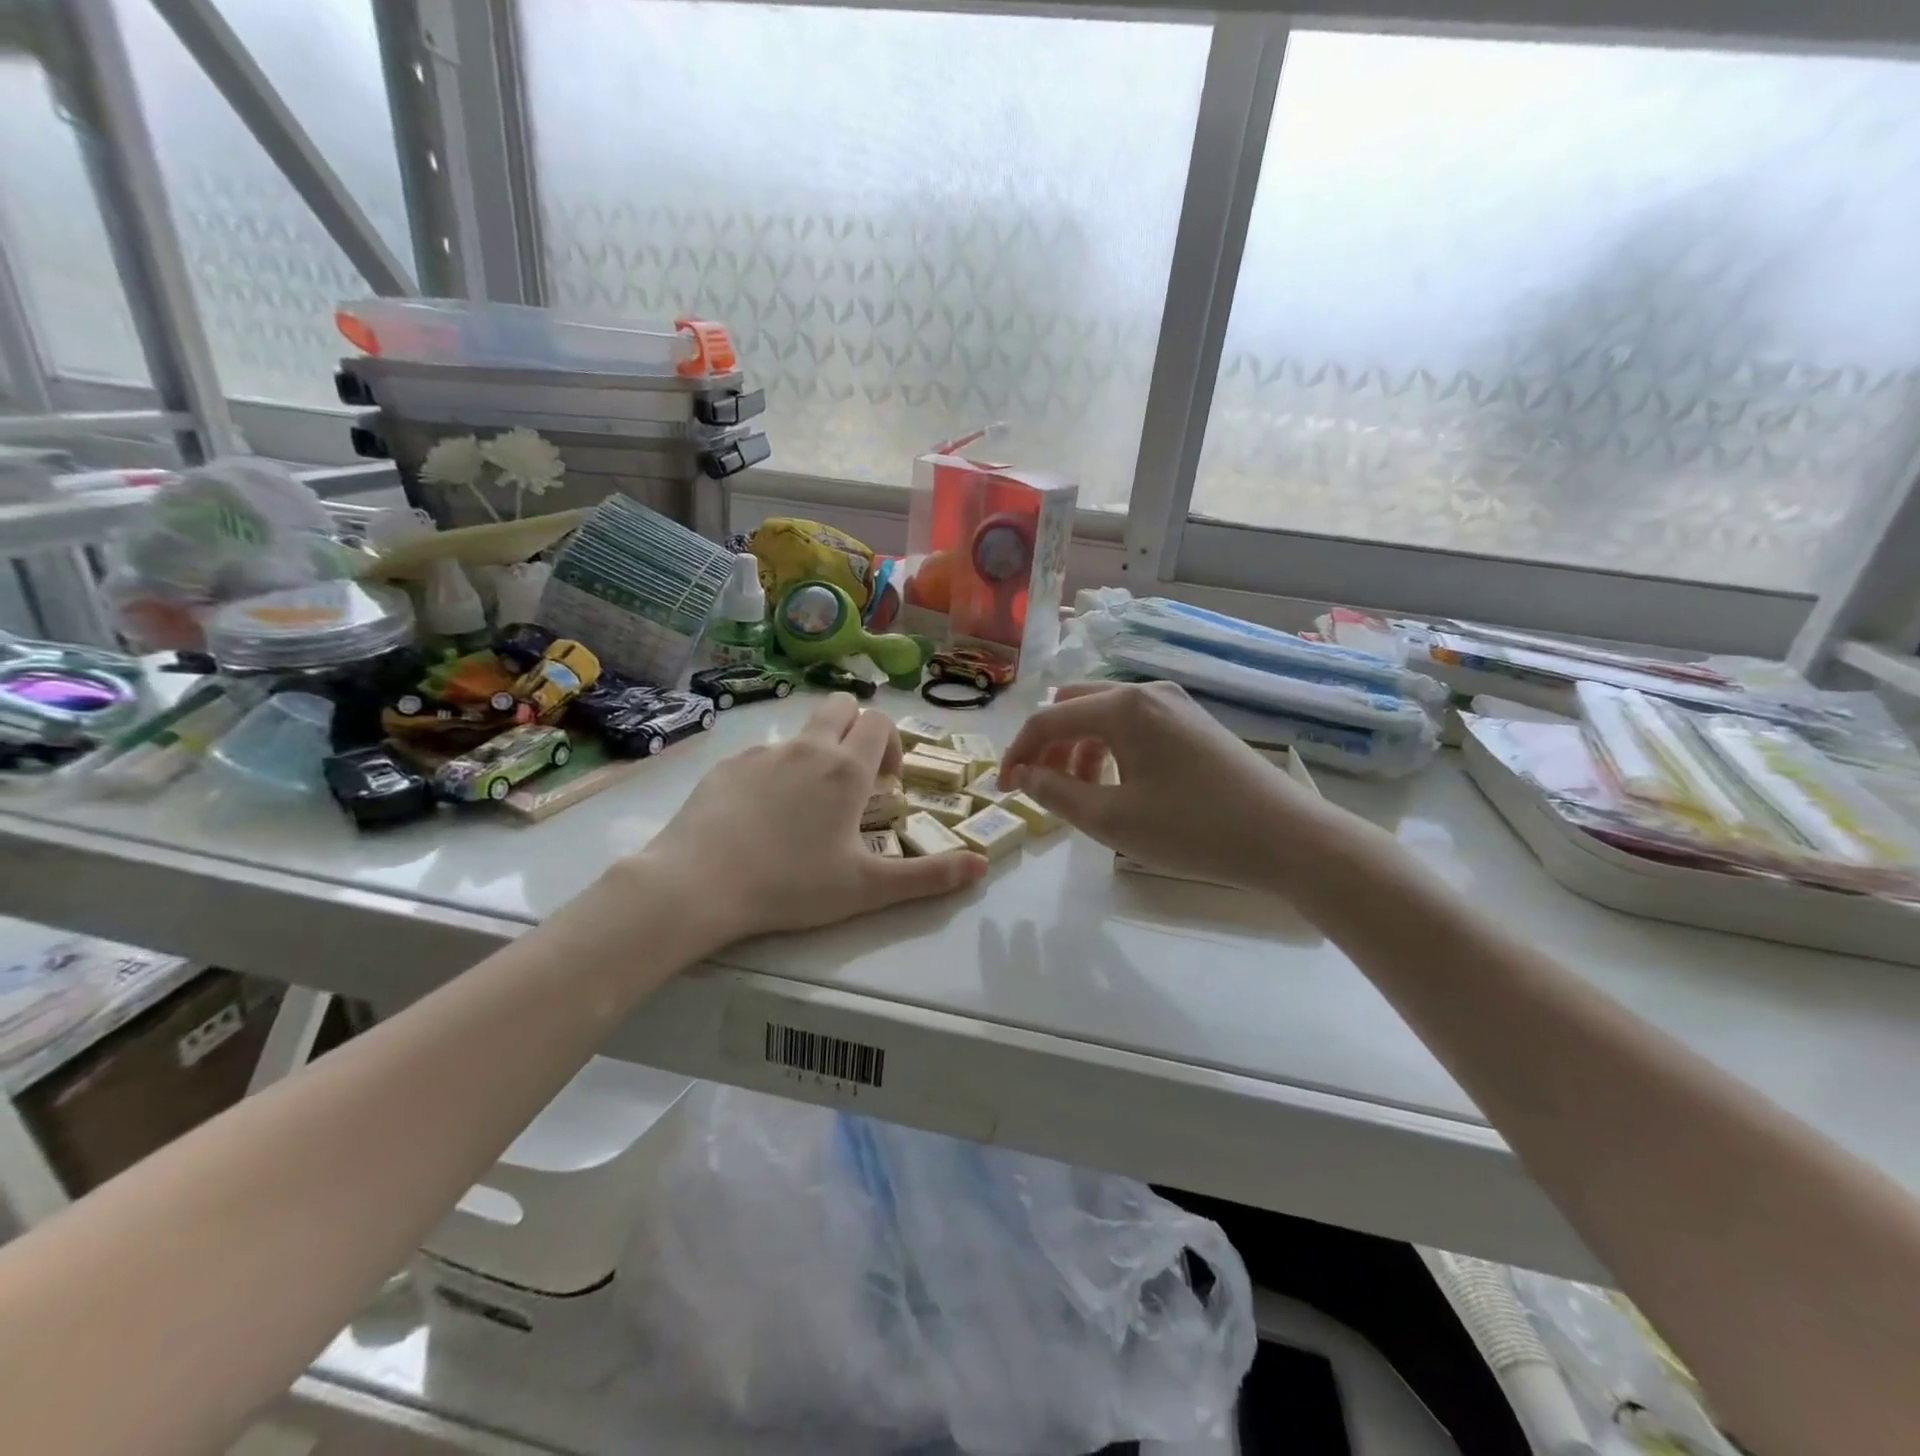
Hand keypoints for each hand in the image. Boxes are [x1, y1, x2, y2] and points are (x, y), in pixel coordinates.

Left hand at [626, 695, 986, 950]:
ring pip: (801, 731)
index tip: (886, 784)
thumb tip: (981, 866)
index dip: (892, 745)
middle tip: (854, 777)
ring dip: (816, 751)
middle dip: (857, 728)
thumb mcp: (866, 888)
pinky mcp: (726, 765)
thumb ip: (928, 876)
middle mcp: (808, 748)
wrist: (697, 884)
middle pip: (842, 705)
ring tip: (805, 805)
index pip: (880, 723)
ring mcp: (763, 752)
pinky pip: (762, 754)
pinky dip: (774, 771)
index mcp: (846, 769)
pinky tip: (760, 817)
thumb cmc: (791, 885)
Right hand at [1000, 681, 1328, 891]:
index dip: (1017, 753)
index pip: (1048, 719)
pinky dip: (1110, 748)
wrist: (1287, 838)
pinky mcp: (1193, 721)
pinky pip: (1133, 724)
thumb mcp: (1112, 819)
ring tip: (1078, 793)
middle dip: (1048, 745)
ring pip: (1104, 715)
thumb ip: (1056, 793)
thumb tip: (1022, 774)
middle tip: (1040, 788)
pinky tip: (1117, 785)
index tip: (1002, 790)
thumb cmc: (1193, 829)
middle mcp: (1146, 691)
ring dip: (1078, 748)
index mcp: (1123, 706)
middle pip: (1074, 706)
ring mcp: (1174, 703)